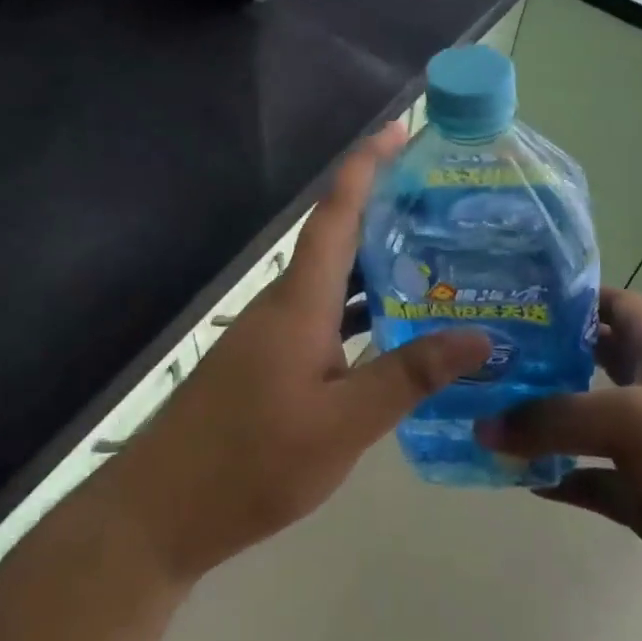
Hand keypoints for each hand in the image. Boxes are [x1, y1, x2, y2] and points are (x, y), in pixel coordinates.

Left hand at [102, 123, 491, 585]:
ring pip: (333, 280)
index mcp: (300, 300)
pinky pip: (323, 314)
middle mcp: (283, 302)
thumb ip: (409, 376)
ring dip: (377, 263)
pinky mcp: (267, 360)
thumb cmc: (252, 462)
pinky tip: (393, 331)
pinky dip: (361, 309)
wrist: (162, 511)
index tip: (401, 129)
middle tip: (446, 202)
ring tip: (438, 259)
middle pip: (338, 237)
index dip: (366, 164)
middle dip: (386, 209)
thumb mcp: (343, 424)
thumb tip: (479, 336)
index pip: (336, 212)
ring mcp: (271, 331)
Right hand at [478, 288, 641, 640]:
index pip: (616, 305)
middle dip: (545, 356)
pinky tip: (518, 478)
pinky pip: (590, 481)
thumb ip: (554, 419)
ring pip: (584, 425)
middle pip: (592, 361)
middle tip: (488, 354)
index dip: (574, 296)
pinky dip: (558, 478)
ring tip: (487, 412)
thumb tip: (484, 425)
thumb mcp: (631, 422)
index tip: (519, 296)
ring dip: (543, 421)